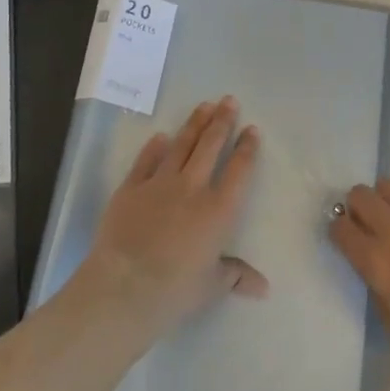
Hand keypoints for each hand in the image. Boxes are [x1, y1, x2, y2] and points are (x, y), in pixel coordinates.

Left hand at [81, 98, 267, 339]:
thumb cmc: (176, 290)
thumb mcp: (213, 286)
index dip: (247, 148)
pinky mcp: (131, 188)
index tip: (252, 129)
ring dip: (194, 124)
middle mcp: (192, 188)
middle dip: (222, 121)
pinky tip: (161, 136)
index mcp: (218, 210)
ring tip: (204, 105)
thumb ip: (236, 276)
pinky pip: (146, 161)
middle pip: (210, 146)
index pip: (238, 170)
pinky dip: (155, 147)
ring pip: (181, 145)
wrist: (126, 285)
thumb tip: (263, 288)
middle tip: (229, 100)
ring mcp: (159, 183)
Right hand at [329, 179, 389, 389]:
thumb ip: (376, 283)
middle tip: (370, 225)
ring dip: (389, 202)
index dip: (341, 232)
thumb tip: (373, 262)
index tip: (347, 239)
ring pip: (389, 186)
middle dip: (359, 209)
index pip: (340, 228)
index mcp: (376, 260)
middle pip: (359, 195)